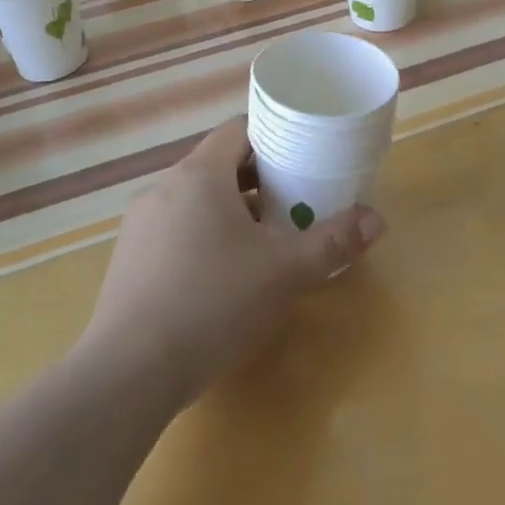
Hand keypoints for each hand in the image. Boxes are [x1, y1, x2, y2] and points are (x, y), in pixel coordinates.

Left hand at [77, 119, 382, 407]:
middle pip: (218, 164)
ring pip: (195, 199)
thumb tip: (376, 219)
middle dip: (259, 178)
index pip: (238, 130)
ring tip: (264, 240)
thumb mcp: (284, 273)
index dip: (273, 137)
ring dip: (231, 209)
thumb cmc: (213, 303)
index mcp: (199, 174)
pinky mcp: (128, 258)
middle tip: (294, 200)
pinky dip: (204, 234)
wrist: (128, 374)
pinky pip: (174, 228)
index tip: (302, 156)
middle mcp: (164, 187)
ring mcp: (140, 224)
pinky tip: (222, 275)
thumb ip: (332, 243)